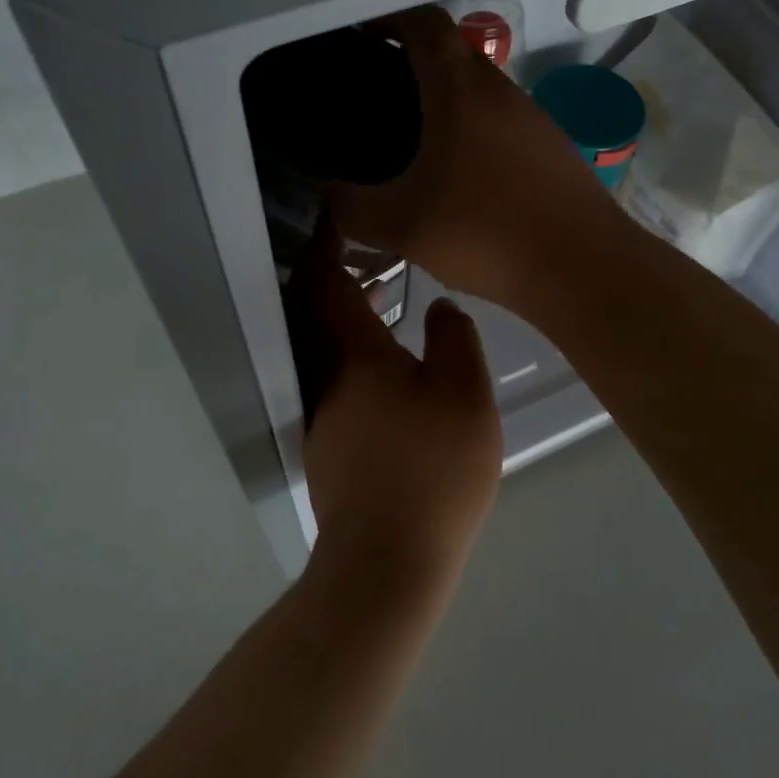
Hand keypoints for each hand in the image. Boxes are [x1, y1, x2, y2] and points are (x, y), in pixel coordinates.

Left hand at [288, 220, 501, 594]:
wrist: (387, 559)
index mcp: (354, 354)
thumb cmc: (433, 469)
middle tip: (364, 252)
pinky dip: (348, 349)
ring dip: (342, 314)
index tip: (335, 218)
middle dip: (332, 274)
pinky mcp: (327, 443)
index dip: (327, 245)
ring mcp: (321, 413)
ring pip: (322, 344)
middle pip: (313, 311)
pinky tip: (387, 364)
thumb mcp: (465, 395)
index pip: (326, 282)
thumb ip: (454, 338)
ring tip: (383, 299)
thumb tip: (437, 305)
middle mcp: (325, 376)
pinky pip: (330, 373)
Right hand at [329, 7, 626, 309]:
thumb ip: (352, 207)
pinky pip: (503, 124)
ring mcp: (535, 119)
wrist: (583, 268)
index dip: (389, 20)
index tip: (362, 39)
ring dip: (446, 103)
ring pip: (481, 91)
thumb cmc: (487, 233)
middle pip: (454, 54)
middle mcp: (502, 92)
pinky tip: (461, 180)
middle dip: (413, 64)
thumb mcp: (401, 226)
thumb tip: (331, 193)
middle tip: (378, 100)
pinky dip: (474, 133)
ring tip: (413, 144)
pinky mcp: (553, 150)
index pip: (425, 24)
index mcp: (461, 91)